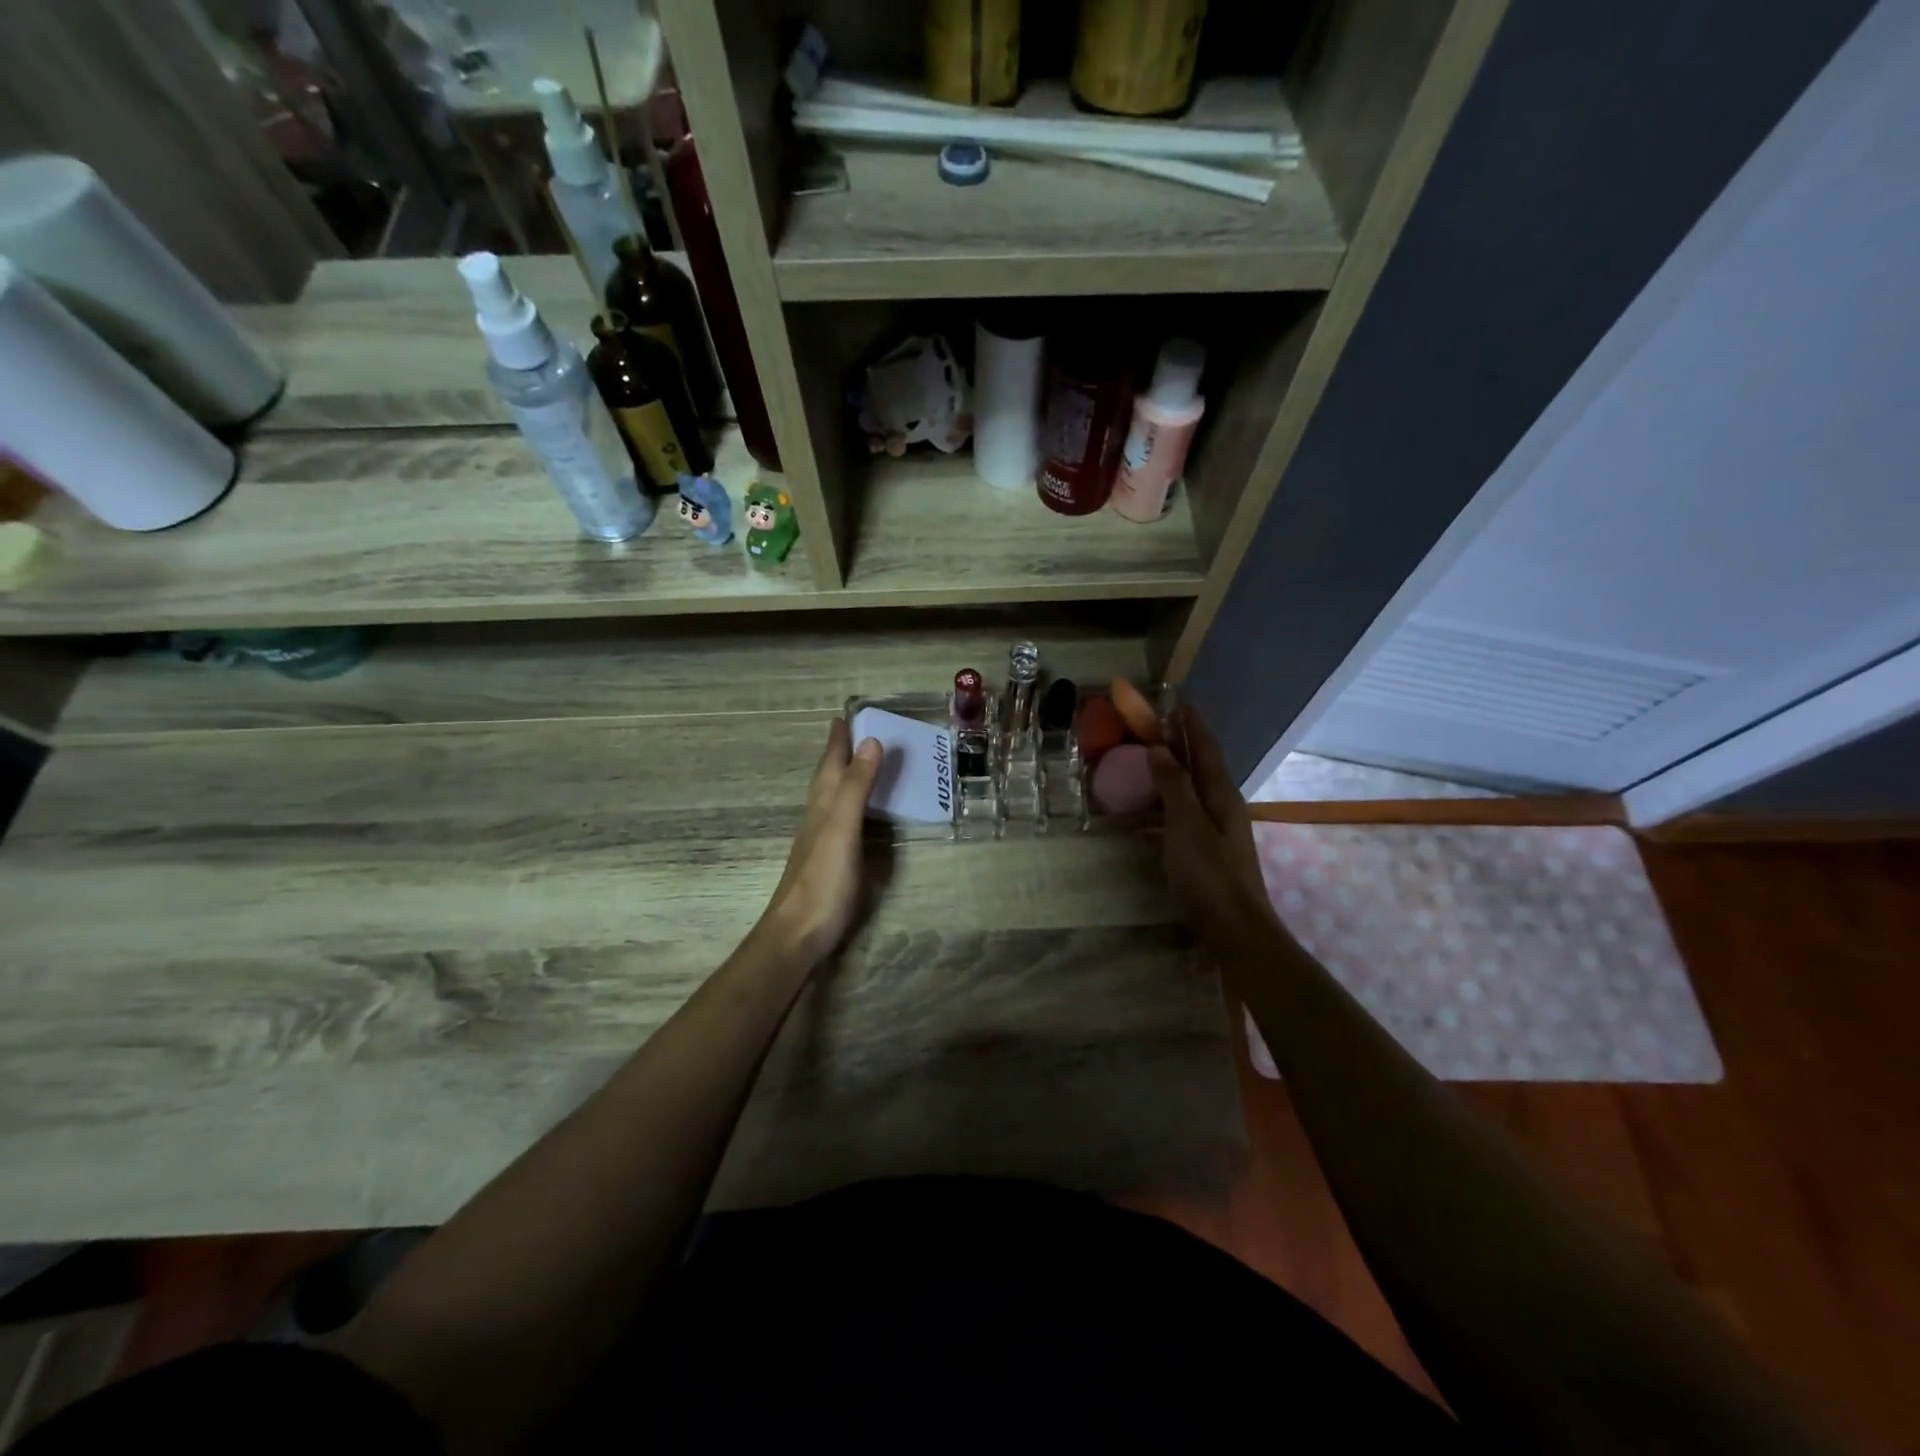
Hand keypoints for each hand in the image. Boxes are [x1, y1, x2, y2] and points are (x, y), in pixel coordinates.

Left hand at [758, 718, 883, 965]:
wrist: (799, 933)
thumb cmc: (823, 879)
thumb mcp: (842, 827)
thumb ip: (856, 786)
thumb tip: (871, 741)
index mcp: (822, 805)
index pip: (831, 763)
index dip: (838, 740)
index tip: (844, 716)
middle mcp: (819, 817)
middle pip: (828, 778)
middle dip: (840, 754)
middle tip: (855, 733)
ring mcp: (822, 841)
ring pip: (832, 798)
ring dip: (846, 778)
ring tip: (861, 764)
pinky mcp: (831, 862)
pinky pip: (843, 821)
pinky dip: (852, 806)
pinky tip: (859, 815)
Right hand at [1148, 706, 1277, 941]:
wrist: (1236, 928)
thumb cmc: (1209, 874)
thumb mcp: (1186, 825)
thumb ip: (1174, 786)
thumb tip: (1160, 748)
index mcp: (1221, 794)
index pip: (1206, 748)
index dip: (1193, 724)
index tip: (1179, 700)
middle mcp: (1224, 804)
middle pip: (1204, 763)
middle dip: (1186, 740)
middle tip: (1162, 721)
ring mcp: (1219, 827)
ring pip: (1198, 784)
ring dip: (1180, 764)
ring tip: (1158, 751)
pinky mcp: (1210, 846)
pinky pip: (1190, 805)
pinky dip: (1175, 791)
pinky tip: (1163, 798)